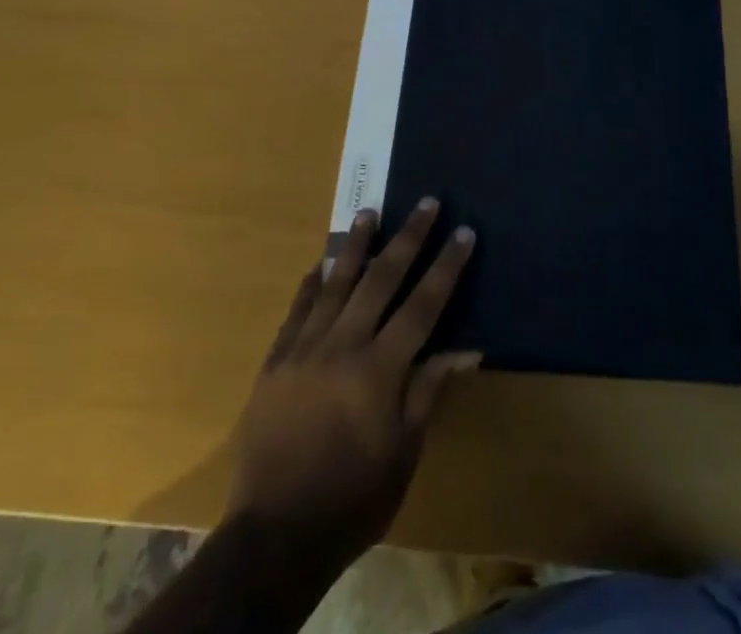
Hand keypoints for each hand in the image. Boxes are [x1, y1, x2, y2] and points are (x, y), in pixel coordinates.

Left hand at [226, 198, 479, 569]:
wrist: (273, 537)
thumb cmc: (353, 498)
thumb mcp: (404, 452)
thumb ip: (429, 391)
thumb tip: (467, 349)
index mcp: (379, 370)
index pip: (422, 305)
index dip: (446, 267)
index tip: (463, 232)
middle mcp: (342, 346)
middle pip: (381, 279)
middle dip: (409, 238)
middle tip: (426, 203)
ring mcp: (304, 349)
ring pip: (336, 283)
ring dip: (357, 245)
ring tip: (370, 211)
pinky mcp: (276, 362)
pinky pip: (297, 310)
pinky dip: (312, 283)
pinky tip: (322, 262)